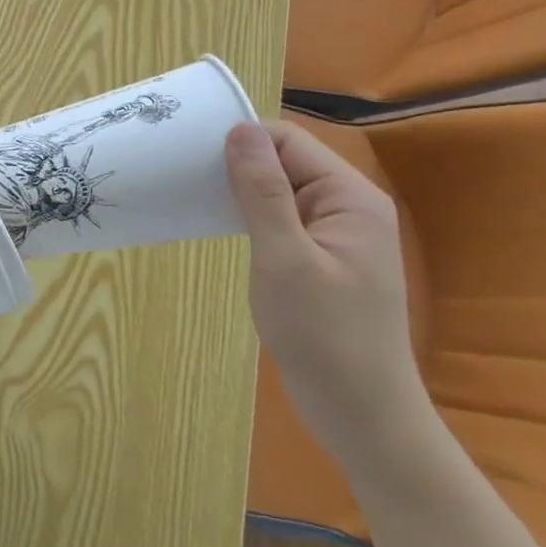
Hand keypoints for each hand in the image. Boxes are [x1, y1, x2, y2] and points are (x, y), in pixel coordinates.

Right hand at [225, 121, 433, 479]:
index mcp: (350, 197)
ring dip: (240, 189)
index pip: (289, 141)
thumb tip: (239, 130)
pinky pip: (282, 217)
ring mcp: (337, 234)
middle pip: (285, 160)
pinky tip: (220, 223)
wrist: (362, 416)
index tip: (191, 151)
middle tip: (183, 173)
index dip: (242, 139)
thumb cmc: (323, 335)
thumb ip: (262, 192)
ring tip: (193, 193)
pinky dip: (250, 214)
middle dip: (238, 163)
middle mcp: (349, 206)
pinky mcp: (322, 258)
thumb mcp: (284, 258)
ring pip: (280, 189)